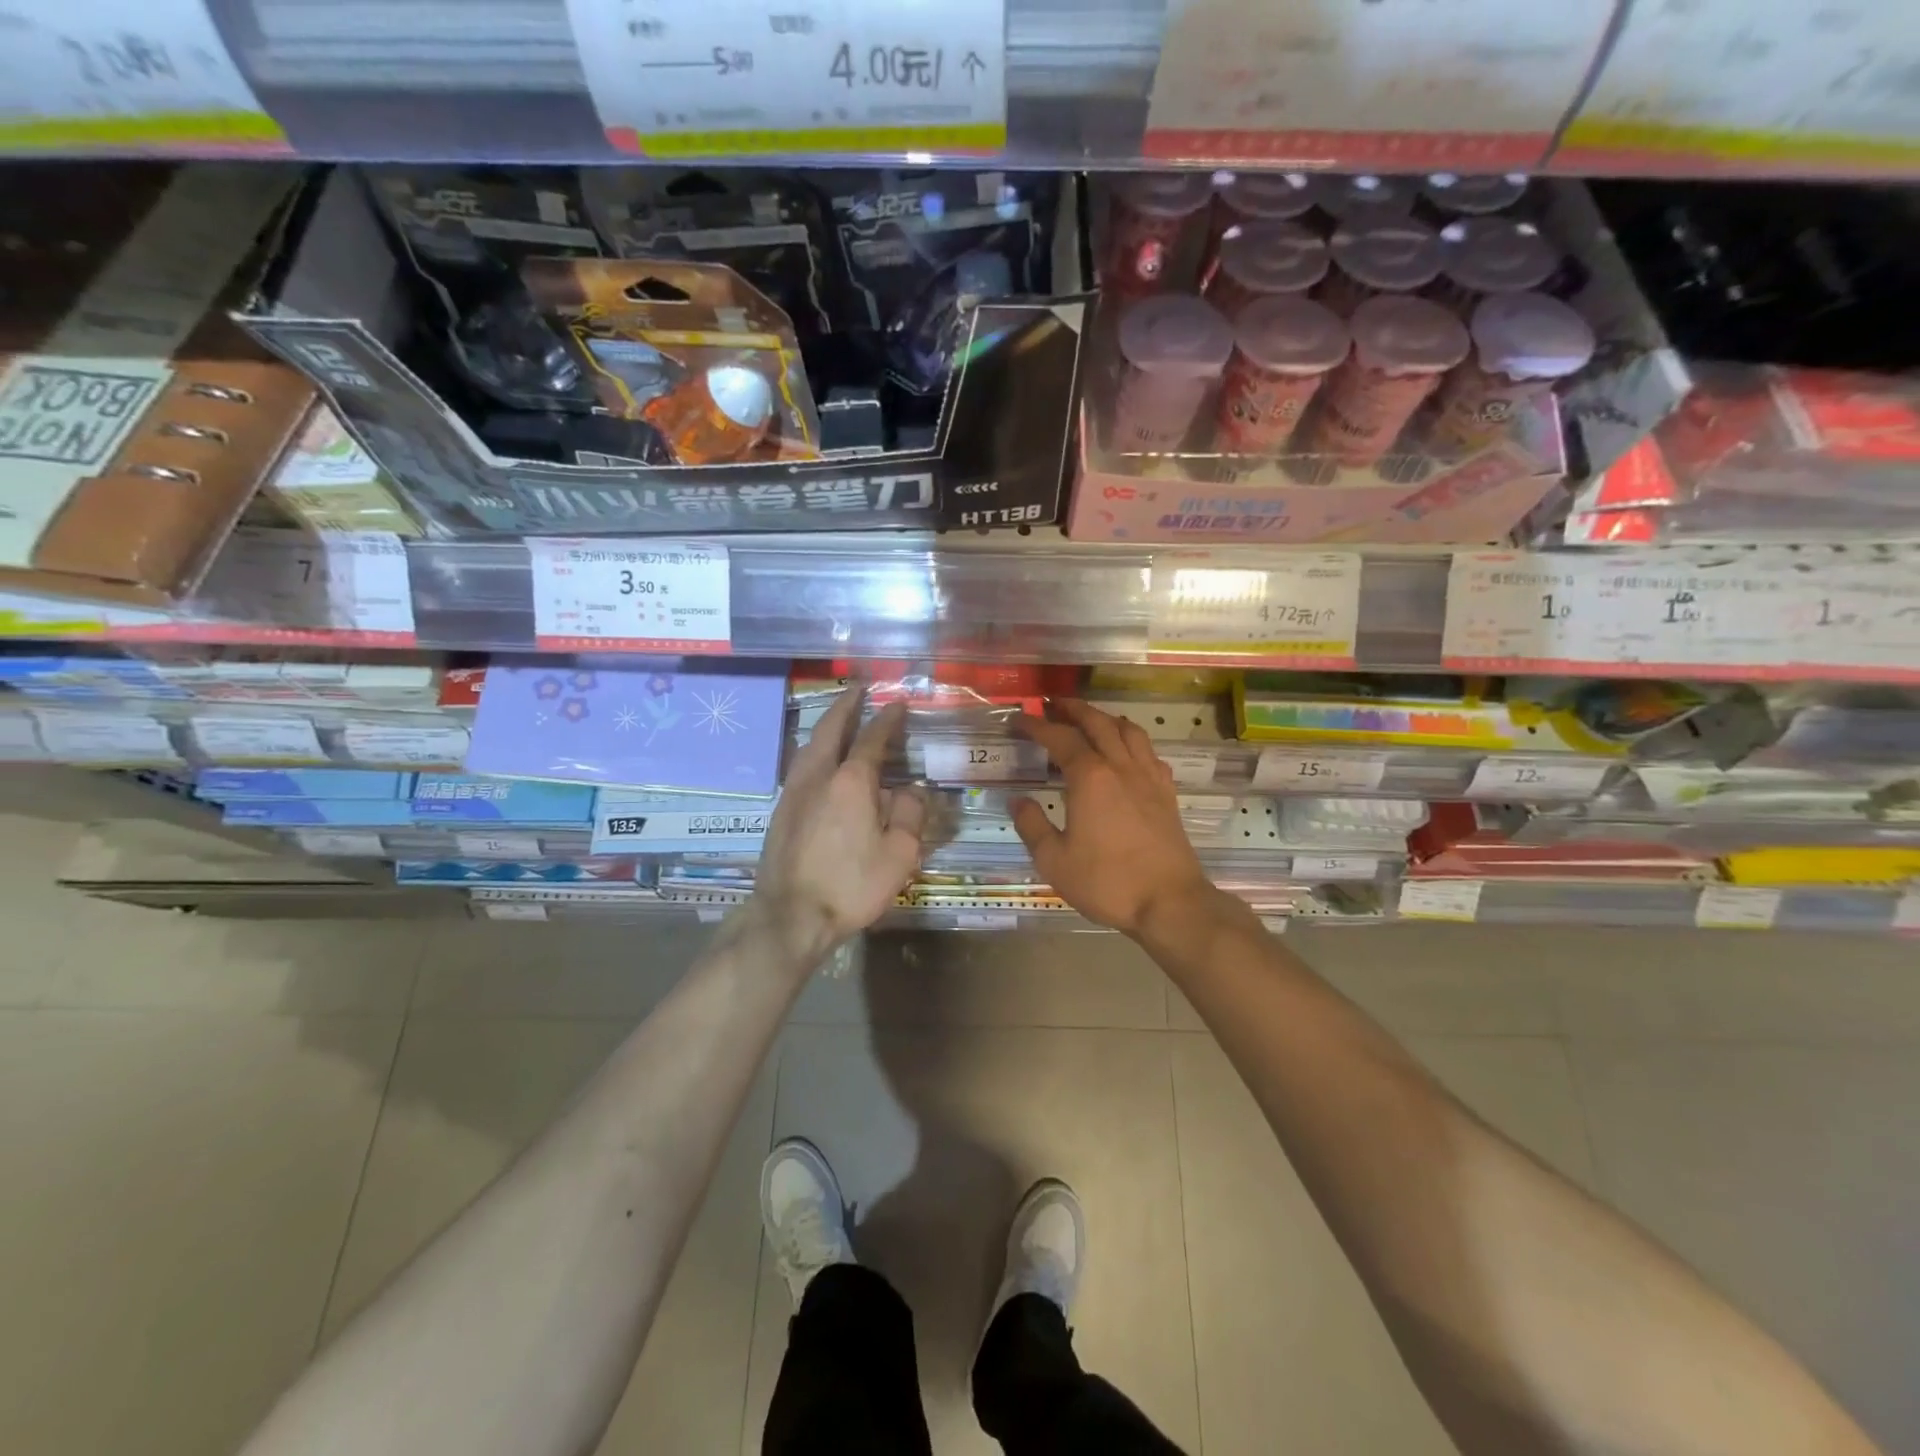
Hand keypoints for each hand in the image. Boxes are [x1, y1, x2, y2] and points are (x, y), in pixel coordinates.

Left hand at [755, 686, 925, 958]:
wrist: (790, 915)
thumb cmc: (851, 885)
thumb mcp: (899, 855)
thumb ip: (908, 815)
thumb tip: (910, 791)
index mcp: (852, 781)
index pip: (872, 739)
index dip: (887, 719)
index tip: (897, 703)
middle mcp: (819, 776)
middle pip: (830, 729)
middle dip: (846, 706)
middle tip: (858, 689)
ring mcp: (794, 792)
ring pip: (809, 745)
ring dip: (826, 725)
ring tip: (838, 716)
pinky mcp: (780, 811)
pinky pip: (800, 764)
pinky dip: (814, 748)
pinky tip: (818, 758)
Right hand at [1011, 700, 1216, 935]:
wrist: (1170, 902)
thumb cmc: (1107, 881)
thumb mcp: (1055, 860)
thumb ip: (1032, 825)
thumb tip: (1018, 800)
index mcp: (1090, 777)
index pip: (1060, 738)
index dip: (1037, 725)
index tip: (1020, 719)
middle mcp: (1120, 767)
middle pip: (1098, 723)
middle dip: (1074, 709)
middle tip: (1054, 704)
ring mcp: (1148, 778)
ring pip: (1129, 731)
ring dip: (1106, 718)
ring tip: (1092, 719)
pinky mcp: (1166, 794)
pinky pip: (1150, 753)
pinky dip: (1134, 741)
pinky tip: (1129, 752)